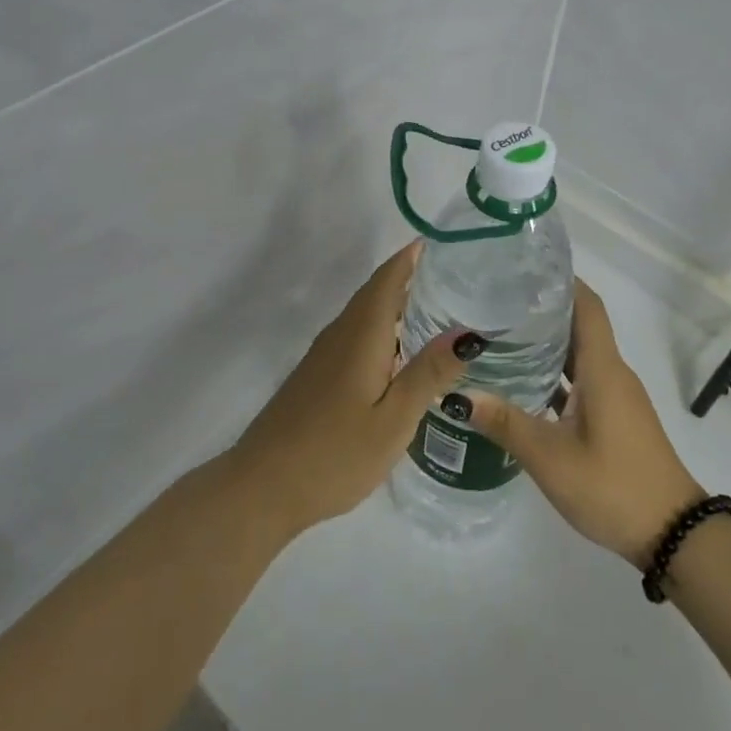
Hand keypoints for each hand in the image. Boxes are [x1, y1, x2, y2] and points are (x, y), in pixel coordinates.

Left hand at [230, 243, 476, 539]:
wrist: (263, 487)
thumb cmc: (334, 454)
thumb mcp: (393, 420)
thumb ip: (428, 374)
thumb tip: (468, 332)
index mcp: (362, 335)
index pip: (388, 278)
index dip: (413, 256)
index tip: (446, 243)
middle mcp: (341, 333)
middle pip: (377, 291)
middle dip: (411, 275)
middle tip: (456, 275)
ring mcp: (325, 354)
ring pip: (365, 313)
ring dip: (397, 301)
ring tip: (439, 307)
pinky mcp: (318, 374)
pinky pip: (356, 333)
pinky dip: (383, 326)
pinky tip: (401, 351)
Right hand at [463, 280, 704, 564]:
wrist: (674, 535)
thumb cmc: (613, 486)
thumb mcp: (551, 458)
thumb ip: (505, 423)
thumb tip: (457, 395)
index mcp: (602, 368)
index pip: (586, 304)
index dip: (560, 280)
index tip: (523, 267)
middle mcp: (611, 372)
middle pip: (579, 324)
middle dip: (541, 308)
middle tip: (495, 300)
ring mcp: (615, 396)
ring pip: (579, 354)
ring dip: (546, 342)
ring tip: (500, 335)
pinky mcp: (615, 417)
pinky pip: (582, 380)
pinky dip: (556, 373)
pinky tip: (523, 383)